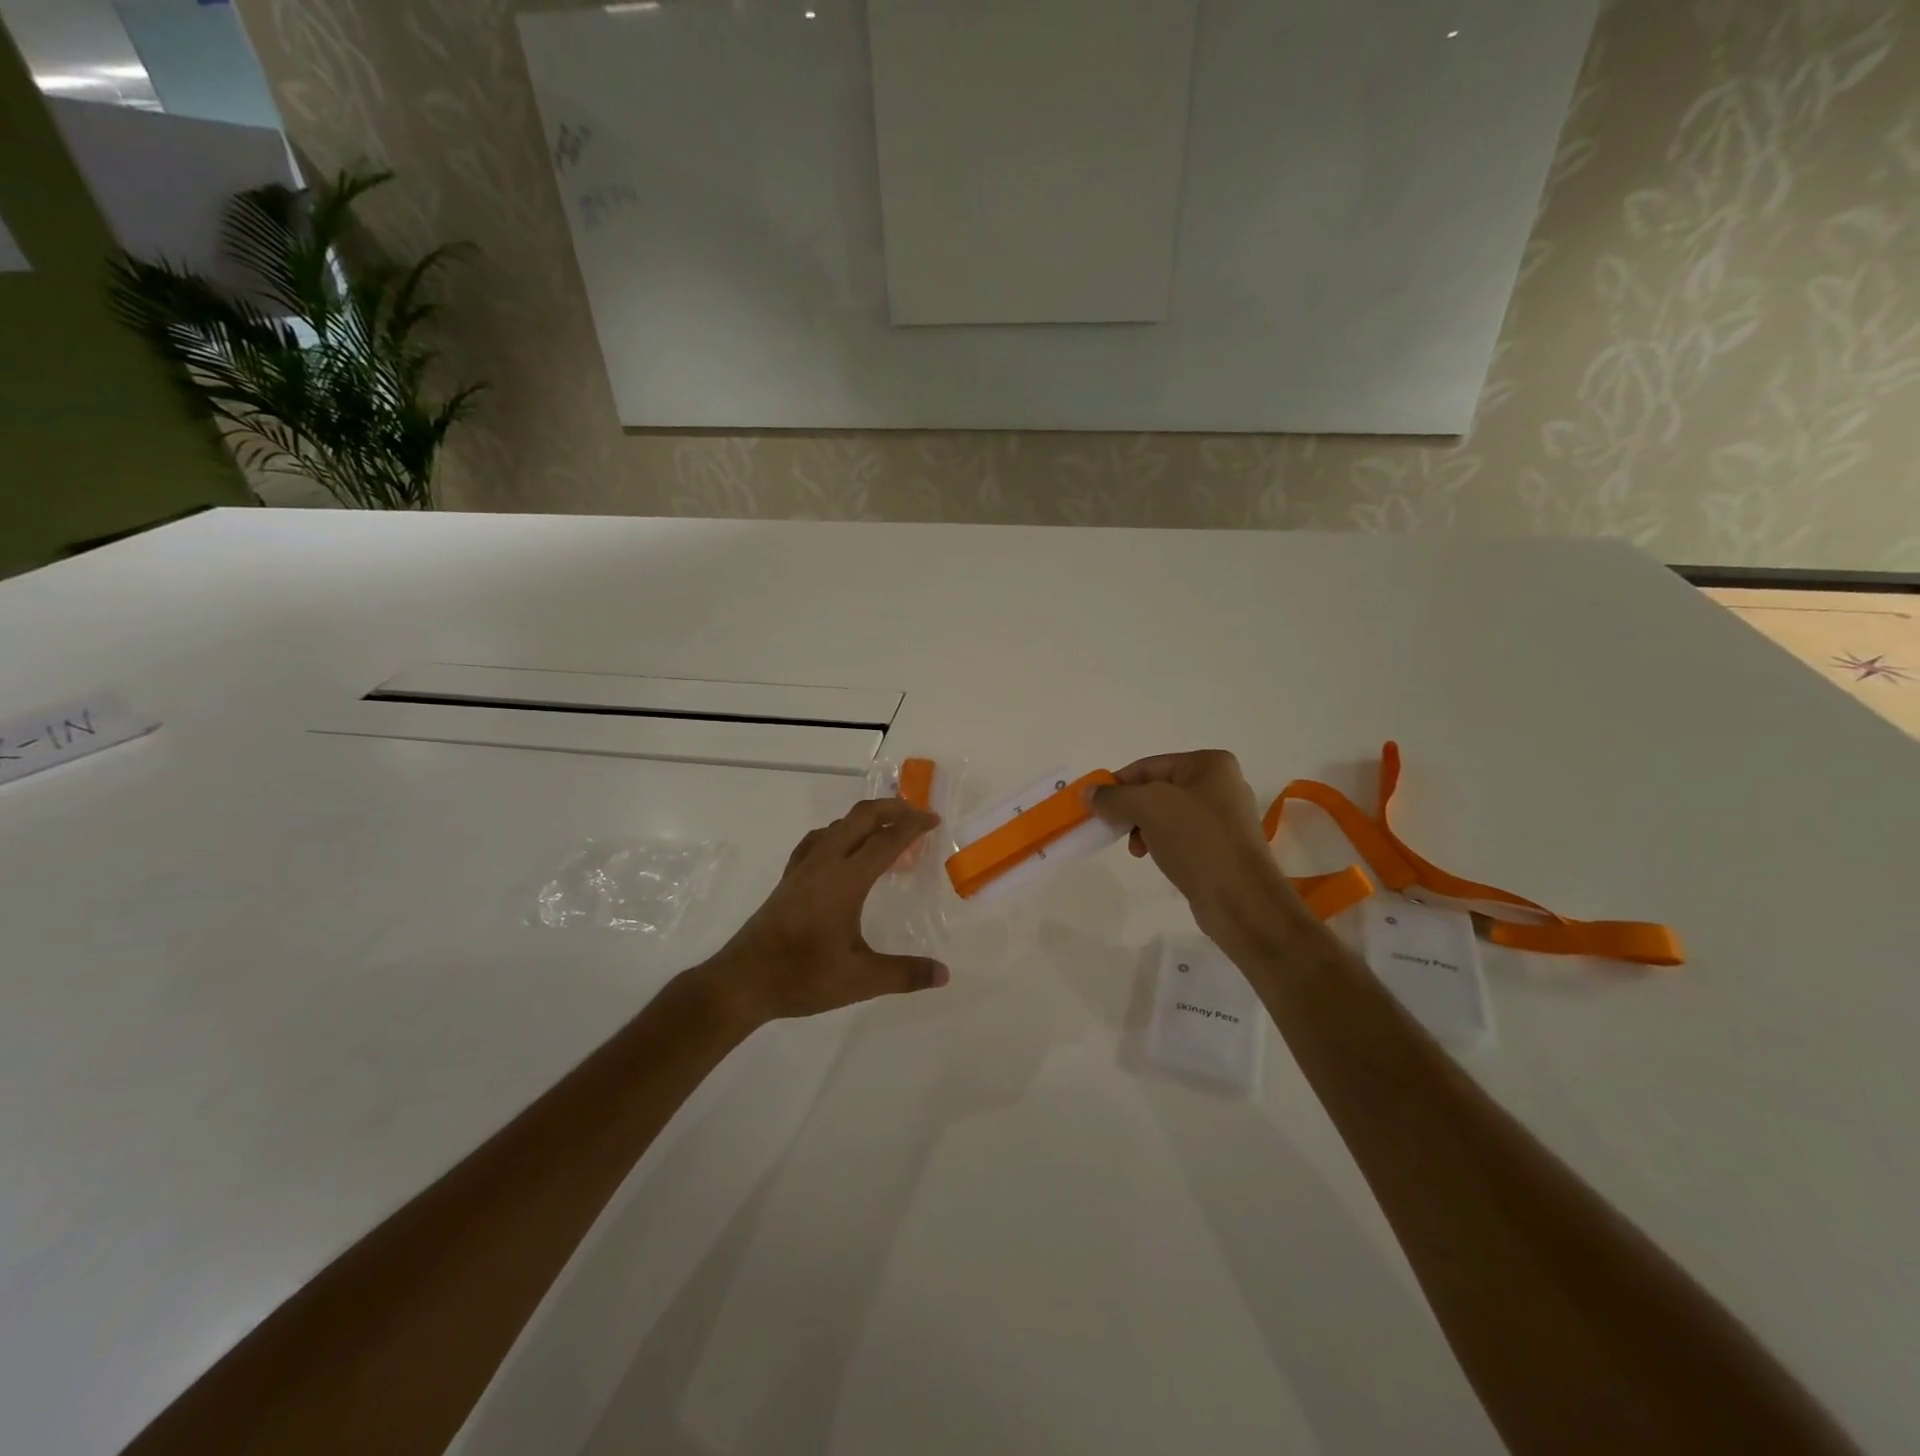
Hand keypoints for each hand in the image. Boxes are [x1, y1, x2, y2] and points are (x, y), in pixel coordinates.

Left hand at [702, 798, 949, 1024]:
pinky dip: (839, 833)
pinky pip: (817, 841)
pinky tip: (841, 850)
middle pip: (860, 818)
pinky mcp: (788, 879)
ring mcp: (802, 869)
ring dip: (866, 820)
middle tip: (917, 816)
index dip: (913, 826)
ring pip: (838, 826)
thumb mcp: (859, 980)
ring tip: (886, 833)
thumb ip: (904, 974)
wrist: (742, 981)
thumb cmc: (802, 976)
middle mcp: (824, 864)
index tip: (934, 820)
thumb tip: (944, 974)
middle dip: (891, 809)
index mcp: (846, 880)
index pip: (887, 840)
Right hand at [1088, 751, 1306, 953]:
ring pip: (1167, 815)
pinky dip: (1162, 843)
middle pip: (1157, 789)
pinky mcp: (1222, 847)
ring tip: (1138, 850)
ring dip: (1144, 829)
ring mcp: (1224, 818)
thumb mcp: (1148, 807)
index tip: (1095, 808)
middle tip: (1116, 831)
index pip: (1148, 766)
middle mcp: (1221, 784)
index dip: (1117, 785)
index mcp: (1210, 764)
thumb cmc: (1196, 841)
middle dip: (1132, 810)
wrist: (1240, 898)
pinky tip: (1156, 858)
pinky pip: (1181, 836)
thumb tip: (1088, 792)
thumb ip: (1114, 797)